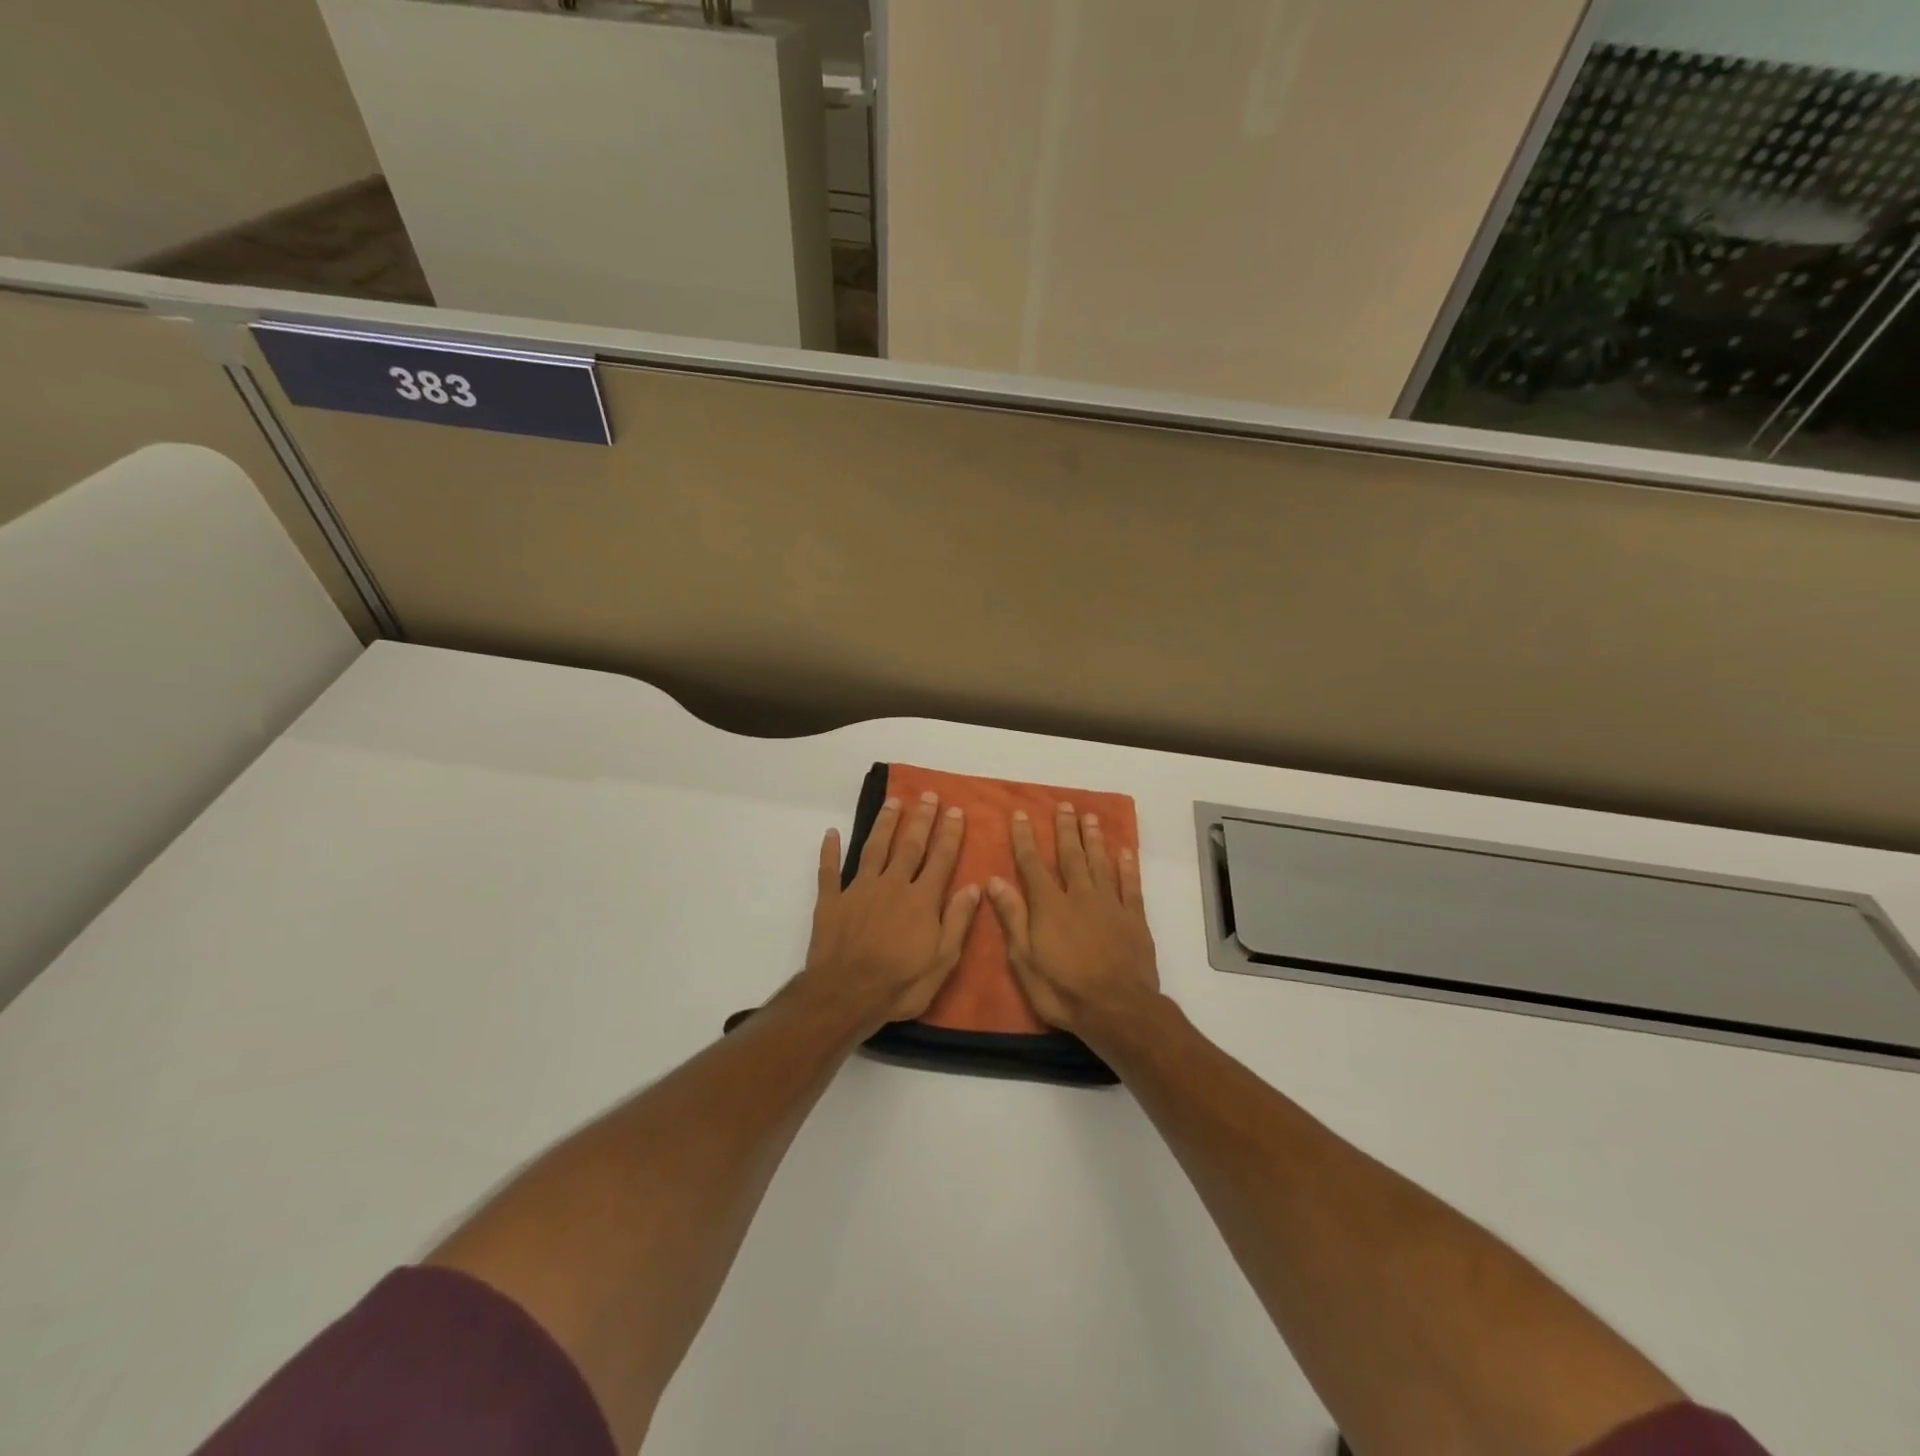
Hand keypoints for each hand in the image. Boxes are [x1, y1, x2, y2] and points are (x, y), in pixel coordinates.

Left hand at [800, 791, 980, 1034]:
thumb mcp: (942, 961)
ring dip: (884, 824)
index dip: (950, 834)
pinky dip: (829, 851)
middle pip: (909, 845)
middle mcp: (892, 885)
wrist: (845, 995)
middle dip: (921, 819)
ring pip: (874, 848)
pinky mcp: (831, 901)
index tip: (956, 811)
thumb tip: (973, 887)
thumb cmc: (899, 984)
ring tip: (893, 802)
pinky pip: (829, 871)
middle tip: (928, 795)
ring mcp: (859, 890)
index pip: (940, 859)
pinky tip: (831, 833)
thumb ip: (958, 922)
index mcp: (921, 900)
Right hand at [986, 802, 1159, 1037]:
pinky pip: (1130, 885)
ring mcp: (1110, 905)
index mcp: (1050, 906)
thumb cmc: (1063, 991)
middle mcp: (1080, 896)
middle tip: (1063, 805)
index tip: (1020, 815)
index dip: (1025, 839)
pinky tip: (1124, 851)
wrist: (1117, 1010)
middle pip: (1071, 856)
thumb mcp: (1025, 961)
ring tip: (1090, 817)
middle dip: (1065, 829)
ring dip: (1094, 839)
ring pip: (1100, 863)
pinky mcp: (1134, 918)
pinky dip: (1127, 866)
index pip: (1033, 864)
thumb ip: (1012, 918)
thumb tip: (995, 881)